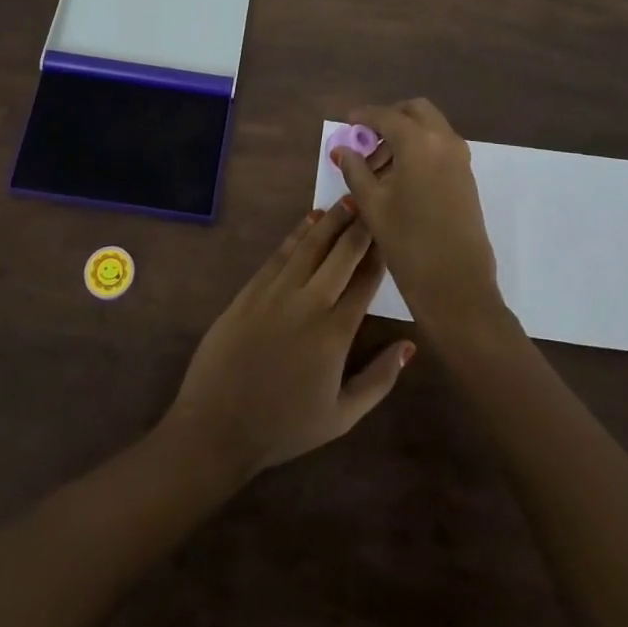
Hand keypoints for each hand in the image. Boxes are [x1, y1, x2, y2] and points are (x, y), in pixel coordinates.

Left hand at [164, 206, 412, 480]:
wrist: (218, 425)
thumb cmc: (284, 427)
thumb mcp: (341, 417)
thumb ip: (379, 380)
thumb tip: (409, 346)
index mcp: (336, 333)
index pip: (365, 281)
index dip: (380, 253)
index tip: (391, 230)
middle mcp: (309, 302)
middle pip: (340, 253)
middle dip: (359, 225)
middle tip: (373, 201)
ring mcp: (276, 292)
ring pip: (310, 245)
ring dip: (330, 220)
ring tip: (346, 200)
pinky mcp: (251, 289)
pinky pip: (280, 253)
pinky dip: (297, 234)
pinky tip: (309, 221)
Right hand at [332, 99, 504, 331]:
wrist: (457, 285)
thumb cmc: (408, 243)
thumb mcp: (373, 205)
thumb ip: (355, 170)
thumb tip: (342, 149)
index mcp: (419, 142)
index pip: (387, 116)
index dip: (364, 116)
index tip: (348, 121)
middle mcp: (444, 141)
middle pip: (416, 110)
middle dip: (391, 117)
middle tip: (367, 138)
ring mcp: (460, 158)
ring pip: (431, 127)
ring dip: (407, 133)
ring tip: (379, 164)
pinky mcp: (467, 177)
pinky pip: (441, 146)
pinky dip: (421, 147)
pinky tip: (401, 176)